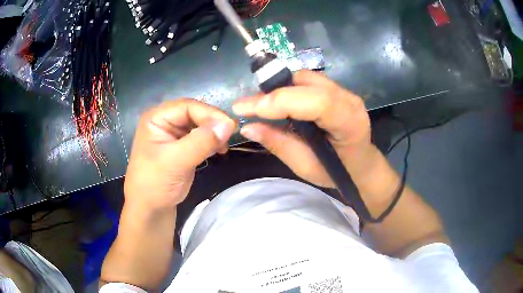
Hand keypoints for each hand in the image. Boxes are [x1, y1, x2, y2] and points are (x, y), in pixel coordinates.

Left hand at [124, 99, 235, 211]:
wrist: (150, 208)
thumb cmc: (155, 183)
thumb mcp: (175, 162)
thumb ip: (201, 142)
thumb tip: (228, 125)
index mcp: (157, 118)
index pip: (187, 106)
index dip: (209, 114)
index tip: (229, 127)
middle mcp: (165, 121)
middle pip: (195, 113)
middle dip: (213, 123)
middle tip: (230, 135)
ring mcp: (174, 134)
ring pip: (200, 125)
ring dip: (214, 133)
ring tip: (224, 146)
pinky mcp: (183, 147)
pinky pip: (201, 137)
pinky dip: (212, 142)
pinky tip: (219, 150)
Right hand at [233, 70, 372, 187]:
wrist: (361, 164)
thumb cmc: (338, 172)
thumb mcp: (306, 165)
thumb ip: (279, 144)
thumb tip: (247, 127)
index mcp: (349, 122)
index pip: (315, 101)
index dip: (278, 101)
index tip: (244, 109)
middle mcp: (349, 99)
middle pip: (306, 81)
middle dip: (273, 92)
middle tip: (249, 107)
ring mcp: (344, 91)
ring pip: (304, 77)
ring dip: (279, 88)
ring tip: (261, 106)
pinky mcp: (336, 89)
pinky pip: (306, 81)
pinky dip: (287, 89)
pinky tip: (278, 102)